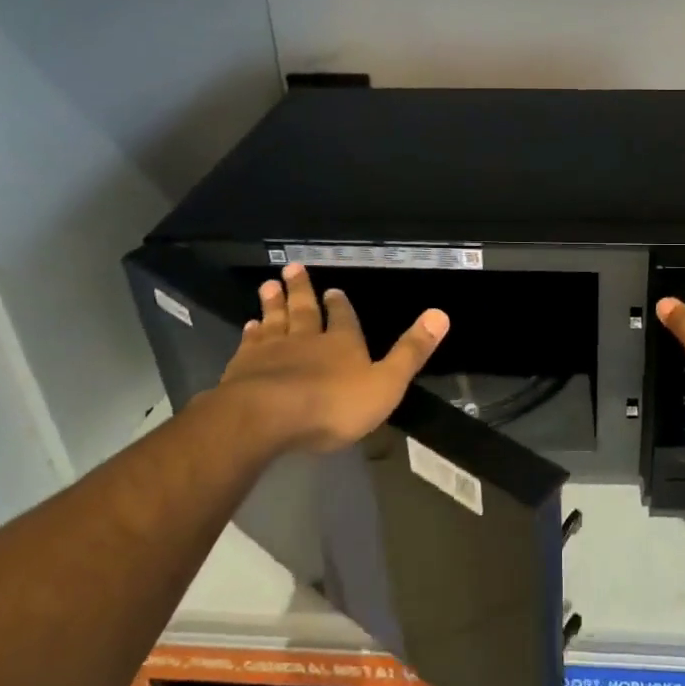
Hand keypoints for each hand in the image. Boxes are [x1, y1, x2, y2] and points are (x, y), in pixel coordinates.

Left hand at [215, 263, 448, 454]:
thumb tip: (441, 314)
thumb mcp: (385, 382)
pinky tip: (249, 326)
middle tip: (293, 268)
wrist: (266, 418)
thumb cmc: (332, 404)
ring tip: (269, 285)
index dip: (340, 305)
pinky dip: (251, 333)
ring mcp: (272, 352)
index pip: (343, 318)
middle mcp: (307, 339)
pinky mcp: (243, 368)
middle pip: (305, 310)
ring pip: (275, 320)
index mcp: (342, 343)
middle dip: (302, 290)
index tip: (334, 290)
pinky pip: (250, 344)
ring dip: (273, 303)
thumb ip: (411, 351)